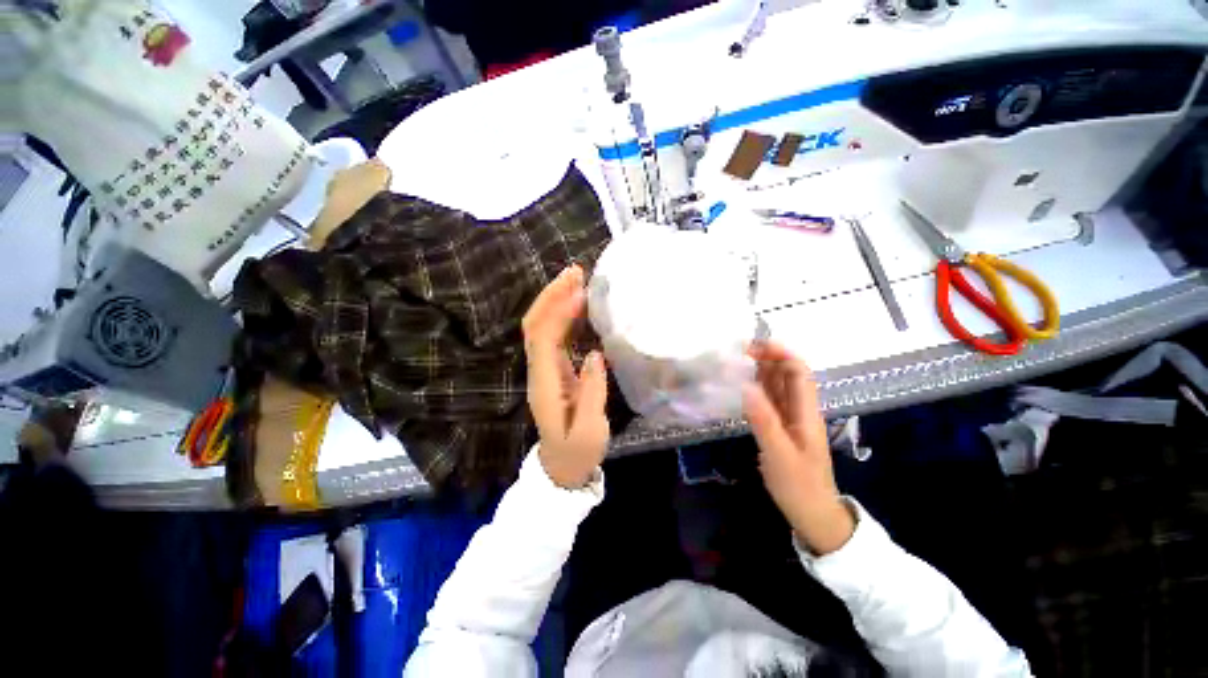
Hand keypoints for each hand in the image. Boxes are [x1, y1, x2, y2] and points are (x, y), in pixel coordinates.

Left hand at [522, 264, 609, 488]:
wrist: (560, 468)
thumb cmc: (576, 453)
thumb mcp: (589, 430)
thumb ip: (592, 392)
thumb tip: (595, 354)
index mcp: (545, 384)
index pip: (544, 338)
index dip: (559, 313)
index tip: (581, 292)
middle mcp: (539, 370)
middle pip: (535, 325)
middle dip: (552, 295)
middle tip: (575, 272)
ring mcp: (544, 368)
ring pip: (542, 326)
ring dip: (557, 300)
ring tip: (578, 279)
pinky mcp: (554, 369)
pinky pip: (554, 335)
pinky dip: (565, 315)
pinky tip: (580, 304)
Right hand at [744, 341, 854, 554]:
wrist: (812, 515)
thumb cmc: (799, 486)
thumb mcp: (779, 455)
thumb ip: (763, 420)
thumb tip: (746, 386)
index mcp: (806, 413)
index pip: (799, 373)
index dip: (781, 354)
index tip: (756, 346)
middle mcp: (799, 411)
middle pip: (787, 375)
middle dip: (768, 358)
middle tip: (739, 352)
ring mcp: (789, 420)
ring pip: (777, 387)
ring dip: (761, 371)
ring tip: (737, 362)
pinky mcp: (780, 429)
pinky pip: (769, 402)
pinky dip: (757, 389)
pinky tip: (742, 387)